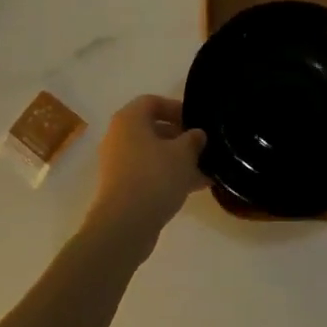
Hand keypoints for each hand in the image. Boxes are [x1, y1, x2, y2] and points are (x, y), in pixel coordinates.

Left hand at [84, 95, 207, 253]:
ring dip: (178, 160)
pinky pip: (149, 173)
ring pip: (153, 154)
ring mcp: (118, 163)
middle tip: (204, 147)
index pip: (152, 102)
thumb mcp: (183, 154)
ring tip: (207, 170)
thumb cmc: (155, 177)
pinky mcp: (122, 187)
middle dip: (181, 137)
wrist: (125, 224)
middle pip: (153, 129)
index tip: (197, 122)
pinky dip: (169, 176)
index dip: (176, 108)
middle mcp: (119, 137)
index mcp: (129, 120)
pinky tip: (196, 187)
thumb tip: (197, 134)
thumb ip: (194, 139)